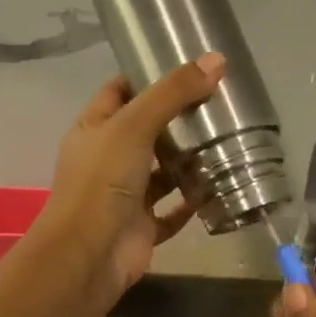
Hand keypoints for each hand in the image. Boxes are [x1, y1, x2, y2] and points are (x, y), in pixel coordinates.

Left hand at [36, 53, 224, 302]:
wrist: (88, 256)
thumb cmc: (102, 182)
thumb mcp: (134, 126)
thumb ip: (172, 93)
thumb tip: (216, 60)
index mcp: (94, 129)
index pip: (120, 91)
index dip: (148, 77)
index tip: (188, 68)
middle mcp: (107, 159)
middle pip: (146, 130)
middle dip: (178, 119)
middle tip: (219, 103)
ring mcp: (125, 194)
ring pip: (161, 171)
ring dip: (188, 161)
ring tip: (227, 142)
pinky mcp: (142, 226)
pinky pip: (172, 210)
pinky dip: (192, 201)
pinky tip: (218, 189)